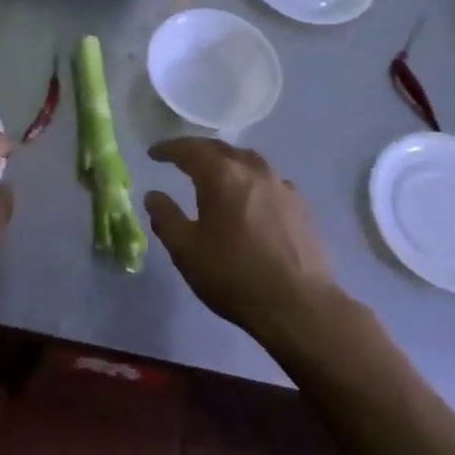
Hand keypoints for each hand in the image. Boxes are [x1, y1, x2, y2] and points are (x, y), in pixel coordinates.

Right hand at [144, 138, 340, 340]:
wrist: (298, 305)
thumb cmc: (233, 275)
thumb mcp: (186, 250)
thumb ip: (166, 218)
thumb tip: (154, 196)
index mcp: (221, 176)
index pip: (190, 149)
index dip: (169, 149)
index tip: (153, 153)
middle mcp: (253, 171)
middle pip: (221, 149)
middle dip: (198, 150)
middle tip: (180, 158)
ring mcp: (281, 186)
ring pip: (249, 160)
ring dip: (227, 161)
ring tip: (216, 172)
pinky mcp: (300, 206)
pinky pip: (269, 180)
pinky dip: (251, 179)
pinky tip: (250, 197)